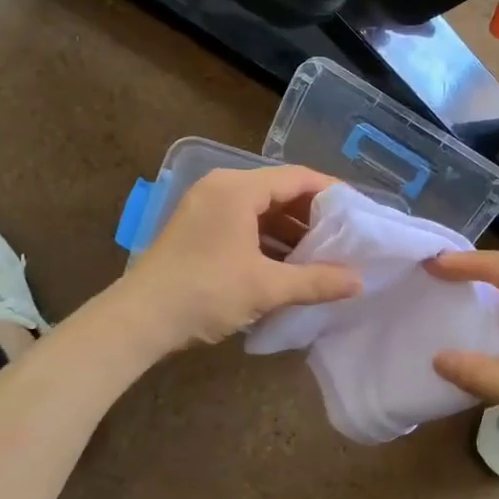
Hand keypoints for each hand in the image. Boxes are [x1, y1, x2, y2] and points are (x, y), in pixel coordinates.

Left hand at [117, 165, 360, 353]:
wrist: (139, 320)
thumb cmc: (205, 293)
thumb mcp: (266, 287)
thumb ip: (316, 281)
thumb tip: (360, 282)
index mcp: (237, 189)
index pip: (297, 177)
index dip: (331, 193)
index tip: (358, 212)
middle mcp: (221, 188)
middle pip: (279, 192)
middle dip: (312, 216)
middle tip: (344, 238)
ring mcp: (205, 208)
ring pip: (261, 210)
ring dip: (290, 232)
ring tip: (321, 257)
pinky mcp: (197, 230)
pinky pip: (243, 224)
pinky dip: (267, 240)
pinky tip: (287, 266)